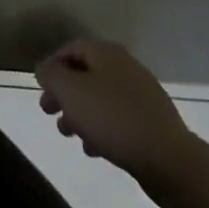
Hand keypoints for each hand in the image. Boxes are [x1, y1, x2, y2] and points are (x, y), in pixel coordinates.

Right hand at [36, 38, 197, 184]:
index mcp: (107, 53)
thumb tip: (45, 69)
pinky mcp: (150, 121)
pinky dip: (100, 128)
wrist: (168, 159)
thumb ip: (52, 75)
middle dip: (64, 93)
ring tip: (69, 134)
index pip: (72, 48)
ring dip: (80, 113)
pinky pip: (117, 118)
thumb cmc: (113, 119)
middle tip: (49, 113)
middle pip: (85, 73)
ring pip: (100, 97)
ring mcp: (141, 94)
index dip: (52, 65)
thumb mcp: (71, 92)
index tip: (41, 88)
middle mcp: (125, 66)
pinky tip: (94, 149)